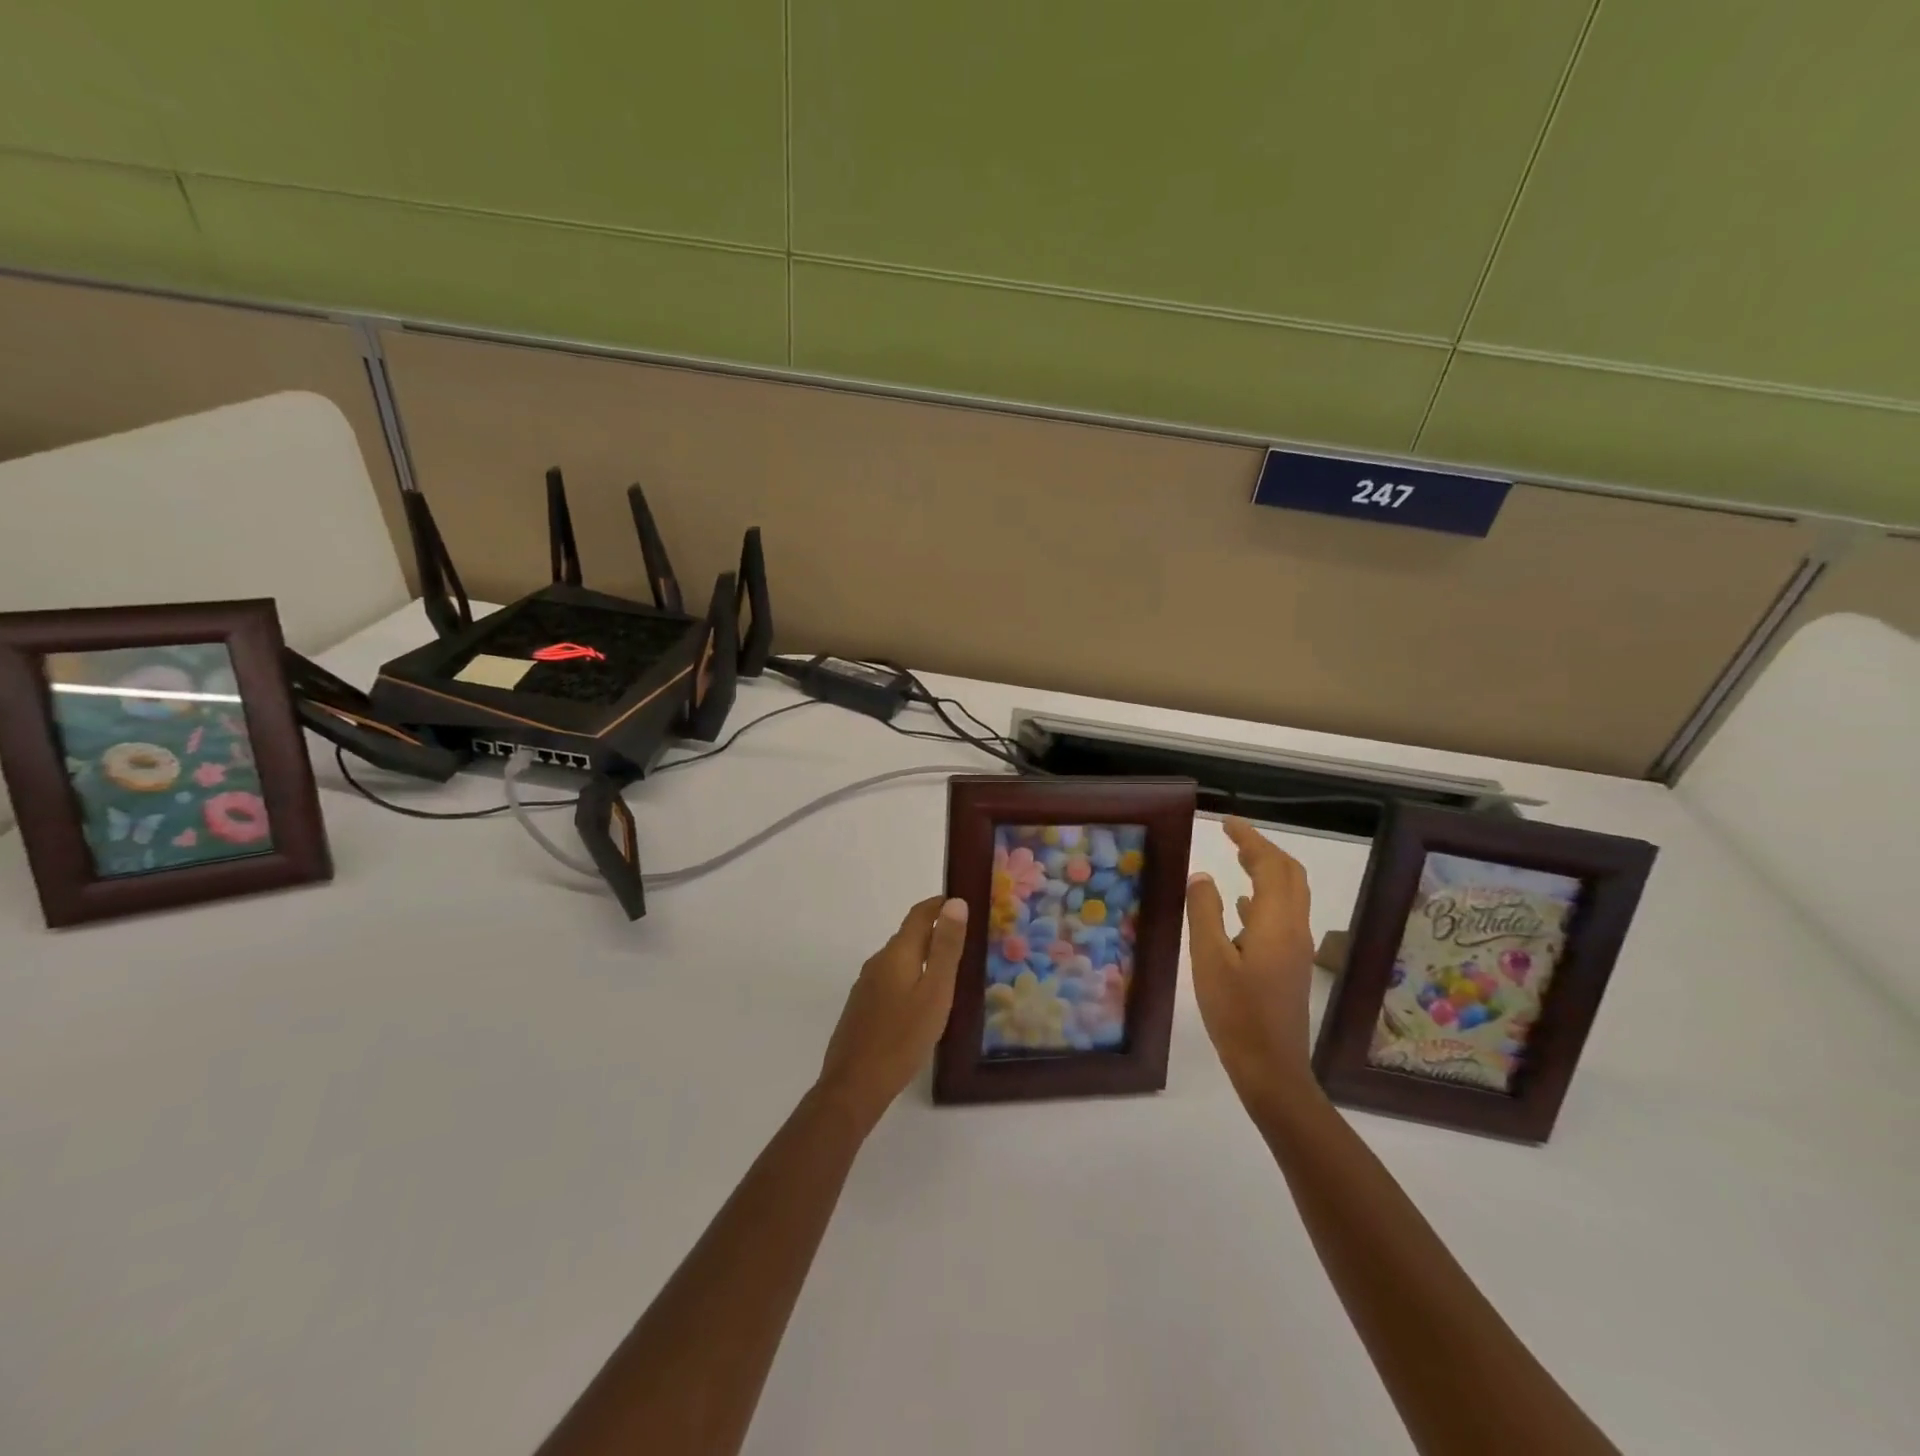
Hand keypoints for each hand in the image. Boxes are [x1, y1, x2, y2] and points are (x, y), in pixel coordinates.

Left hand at [816, 896, 967, 1129]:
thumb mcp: (935, 992)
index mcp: (896, 953)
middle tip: (968, 940)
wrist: (854, 1086)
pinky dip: (911, 977)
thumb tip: (956, 902)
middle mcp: (878, 962)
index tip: (964, 902)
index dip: (940, 904)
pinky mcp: (862, 1007)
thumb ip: (946, 948)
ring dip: (924, 956)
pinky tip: (923, 1001)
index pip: (919, 914)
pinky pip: (892, 980)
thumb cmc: (902, 1038)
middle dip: (936, 932)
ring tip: (952, 971)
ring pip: (900, 960)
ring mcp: (866, 985)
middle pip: (909, 936)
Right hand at [1186, 817, 1318, 1112]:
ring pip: (1289, 896)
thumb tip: (1202, 876)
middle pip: (1290, 876)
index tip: (1227, 823)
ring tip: (1237, 860)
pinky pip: (1281, 917)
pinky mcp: (1289, 966)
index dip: (1251, 840)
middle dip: (1264, 850)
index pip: (1271, 866)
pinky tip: (1240, 907)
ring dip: (1267, 872)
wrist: (1271, 1069)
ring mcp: (1295, 949)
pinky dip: (1263, 899)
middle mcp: (1294, 929)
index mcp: (1277, 923)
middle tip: (1233, 837)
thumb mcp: (1209, 959)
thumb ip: (1204, 913)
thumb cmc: (1236, 1013)